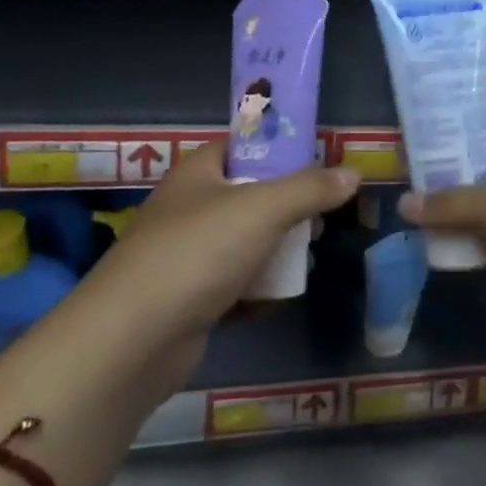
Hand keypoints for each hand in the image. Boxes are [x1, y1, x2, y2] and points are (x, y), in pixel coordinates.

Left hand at [91, 143, 358, 344]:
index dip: (282, 150)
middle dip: (288, 208)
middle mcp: (189, 207)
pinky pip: (233, 285)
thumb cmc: (198, 254)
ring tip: (305, 262)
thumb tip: (353, 173)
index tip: (320, 164)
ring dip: (276, 252)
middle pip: (250, 195)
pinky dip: (256, 291)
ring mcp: (186, 255)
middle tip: (318, 221)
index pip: (244, 145)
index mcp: (199, 172)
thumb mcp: (263, 210)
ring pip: (244, 242)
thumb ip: (310, 189)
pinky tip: (277, 301)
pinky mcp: (188, 298)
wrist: (132, 340)